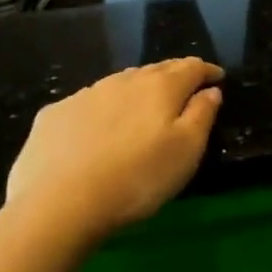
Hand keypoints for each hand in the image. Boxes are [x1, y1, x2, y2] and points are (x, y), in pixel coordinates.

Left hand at [2, 58, 223, 249]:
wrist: (58, 204)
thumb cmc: (137, 178)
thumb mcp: (187, 151)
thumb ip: (202, 115)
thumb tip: (210, 91)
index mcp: (161, 87)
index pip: (191, 67)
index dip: (207, 70)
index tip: (217, 77)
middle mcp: (123, 81)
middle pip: (156, 70)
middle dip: (174, 75)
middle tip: (185, 88)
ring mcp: (85, 95)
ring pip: (121, 83)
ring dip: (138, 89)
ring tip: (143, 106)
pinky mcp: (54, 114)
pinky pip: (88, 103)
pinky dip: (103, 108)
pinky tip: (99, 127)